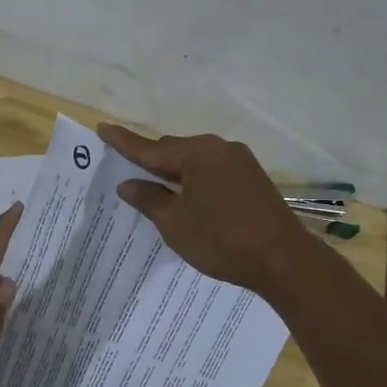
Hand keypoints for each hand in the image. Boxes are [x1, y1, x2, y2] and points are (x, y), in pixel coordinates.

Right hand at [97, 125, 306, 295]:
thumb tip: (128, 184)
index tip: (102, 127)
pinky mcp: (252, 178)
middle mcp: (219, 148)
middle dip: (151, 160)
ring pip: (195, 161)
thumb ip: (149, 200)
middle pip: (174, 149)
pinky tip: (188, 196)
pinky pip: (213, 171)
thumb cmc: (222, 240)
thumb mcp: (175, 223)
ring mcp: (240, 162)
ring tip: (156, 187)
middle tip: (128, 169)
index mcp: (197, 153)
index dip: (124, 142)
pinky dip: (195, 180)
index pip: (150, 147)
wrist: (283, 260)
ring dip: (175, 172)